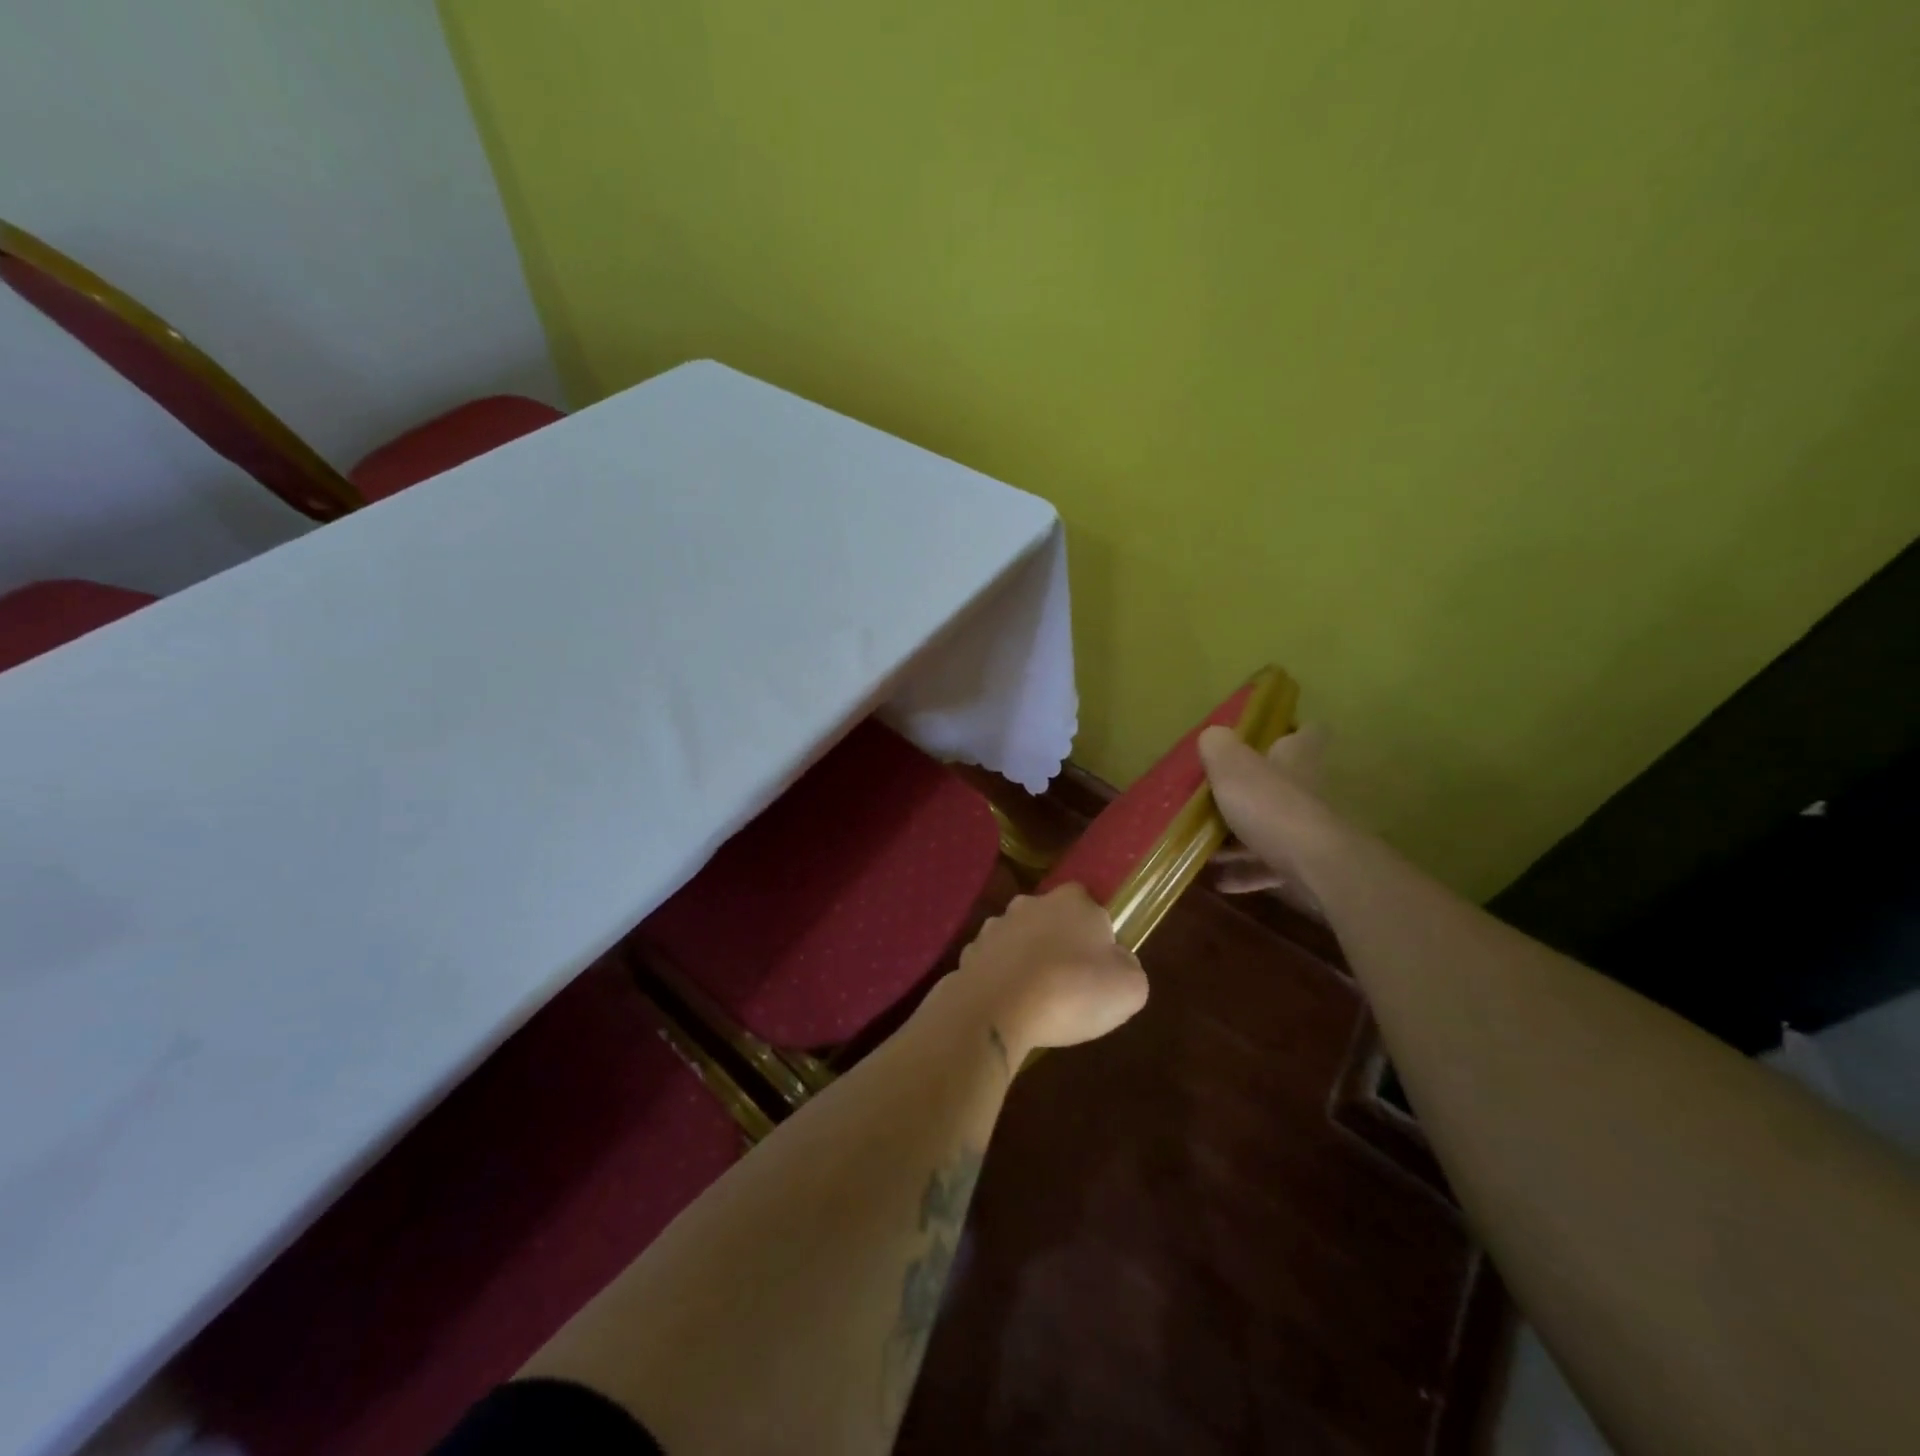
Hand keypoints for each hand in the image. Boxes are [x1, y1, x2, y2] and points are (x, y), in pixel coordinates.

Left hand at [935, 886, 1148, 1060]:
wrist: (998, 1011)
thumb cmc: (1072, 991)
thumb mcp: (1129, 987)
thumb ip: (1127, 965)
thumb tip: (1116, 960)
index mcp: (1072, 900)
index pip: (1089, 905)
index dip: (1096, 934)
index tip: (1098, 965)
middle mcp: (1030, 903)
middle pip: (1051, 919)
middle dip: (1058, 944)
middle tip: (1069, 983)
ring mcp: (994, 926)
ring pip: (1019, 940)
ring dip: (1027, 960)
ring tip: (1036, 999)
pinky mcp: (969, 953)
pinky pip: (993, 964)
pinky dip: (1001, 979)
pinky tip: (1009, 1006)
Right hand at [1200, 723, 1334, 918]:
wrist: (1316, 868)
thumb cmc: (1272, 807)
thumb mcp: (1232, 767)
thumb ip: (1218, 747)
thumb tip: (1213, 735)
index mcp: (1296, 757)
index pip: (1306, 732)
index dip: (1289, 732)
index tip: (1264, 738)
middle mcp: (1307, 789)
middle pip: (1282, 783)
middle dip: (1251, 792)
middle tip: (1216, 797)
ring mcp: (1307, 829)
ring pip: (1272, 827)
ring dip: (1240, 839)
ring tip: (1207, 848)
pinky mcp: (1305, 864)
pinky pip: (1269, 865)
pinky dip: (1245, 872)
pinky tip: (1220, 880)